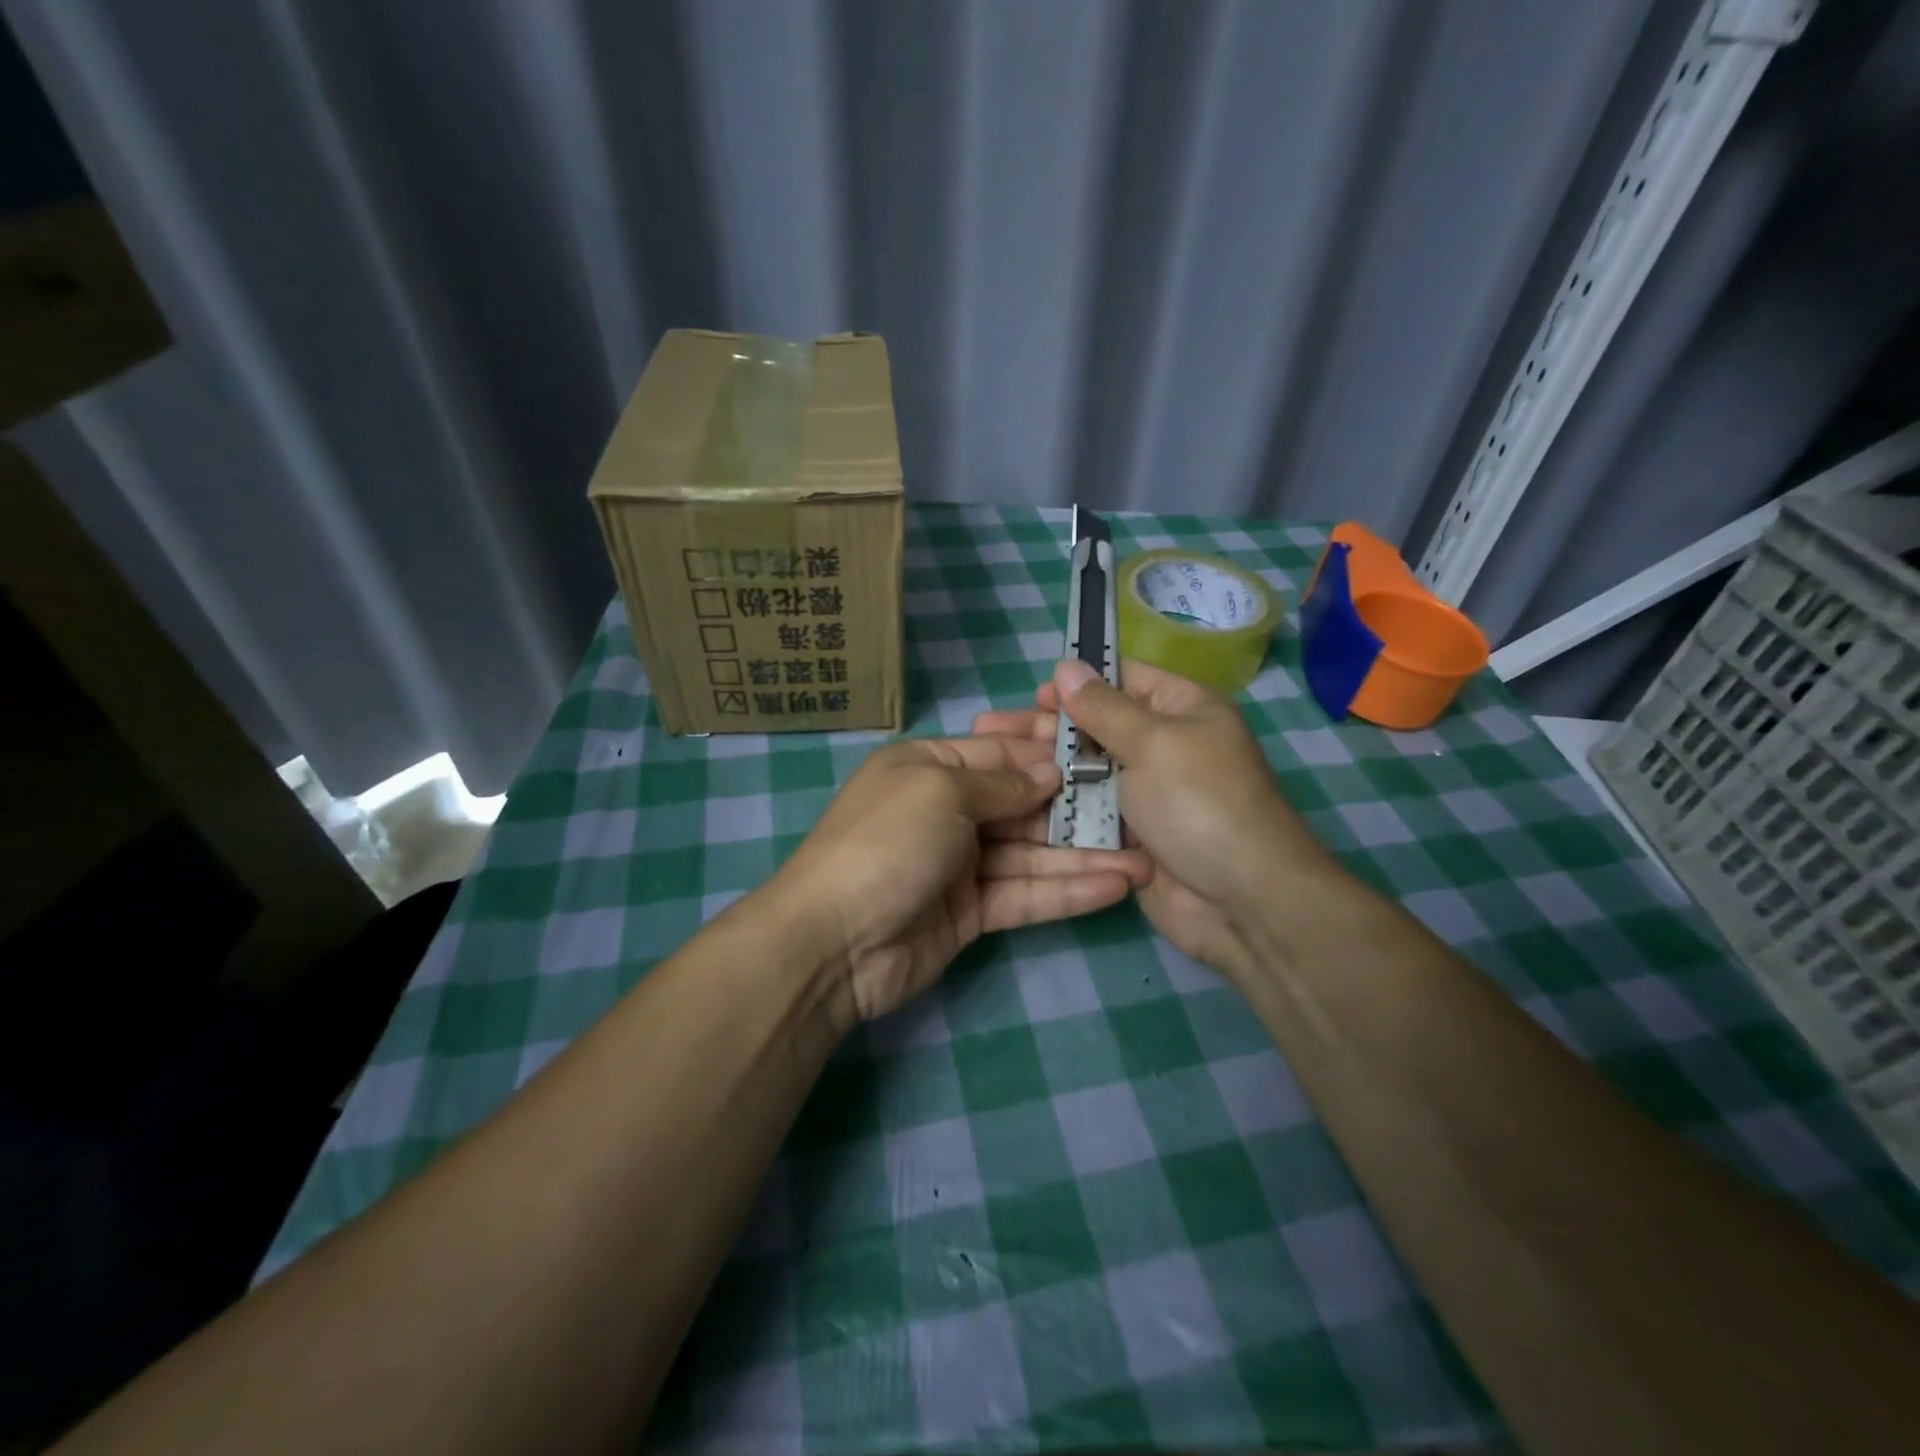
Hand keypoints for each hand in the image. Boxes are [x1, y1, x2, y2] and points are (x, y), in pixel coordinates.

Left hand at [769, 735, 1152, 1023]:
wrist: (833, 941)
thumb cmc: (887, 842)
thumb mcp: (941, 790)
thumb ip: (1001, 782)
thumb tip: (1050, 771)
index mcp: (930, 766)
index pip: (1002, 752)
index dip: (1051, 755)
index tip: (1105, 757)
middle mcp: (948, 809)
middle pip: (1023, 804)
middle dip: (1078, 809)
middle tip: (1140, 813)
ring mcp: (960, 863)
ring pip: (1032, 854)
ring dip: (1084, 857)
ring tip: (1144, 860)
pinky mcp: (971, 912)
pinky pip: (1025, 894)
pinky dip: (1066, 892)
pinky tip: (1116, 887)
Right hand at [974, 659, 1345, 979]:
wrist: (1240, 901)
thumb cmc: (1201, 804)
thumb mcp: (1153, 743)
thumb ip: (1102, 707)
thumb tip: (1066, 664)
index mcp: (1182, 709)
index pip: (1124, 679)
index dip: (1080, 683)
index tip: (1035, 694)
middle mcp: (1162, 745)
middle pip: (1095, 726)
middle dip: (1046, 727)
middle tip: (990, 730)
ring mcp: (1143, 793)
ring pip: (1084, 771)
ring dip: (1043, 767)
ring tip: (990, 762)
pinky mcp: (1127, 834)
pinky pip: (1086, 811)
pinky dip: (1056, 806)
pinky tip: (1012, 802)